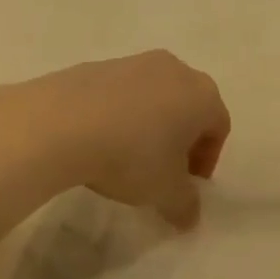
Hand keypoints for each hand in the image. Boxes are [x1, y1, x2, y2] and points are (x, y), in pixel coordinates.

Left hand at [0, 51, 229, 227]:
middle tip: (163, 171)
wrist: (61, 123)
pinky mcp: (98, 65)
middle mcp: (174, 69)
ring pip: (154, 98)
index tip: (187, 185)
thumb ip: (185, 205)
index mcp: (202, 94)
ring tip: (126, 157)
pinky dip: (119, 115)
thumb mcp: (165, 192)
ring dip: (149, 126)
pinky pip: (120, 94)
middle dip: (180, 140)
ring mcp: (134, 62)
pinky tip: (99, 140)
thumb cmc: (131, 156)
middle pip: (188, 107)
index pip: (218, 127)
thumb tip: (190, 216)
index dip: (207, 160)